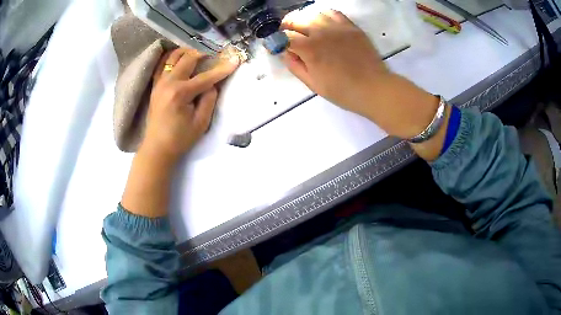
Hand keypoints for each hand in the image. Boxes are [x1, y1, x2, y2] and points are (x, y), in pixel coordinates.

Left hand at [141, 48, 239, 162]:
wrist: (157, 148)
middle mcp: (169, 82)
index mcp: (181, 93)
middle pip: (188, 58)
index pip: (206, 77)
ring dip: (188, 52)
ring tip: (198, 56)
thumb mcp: (201, 123)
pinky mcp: (155, 85)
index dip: (222, 69)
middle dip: (205, 55)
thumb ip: (209, 100)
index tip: (236, 60)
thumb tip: (212, 84)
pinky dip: (173, 58)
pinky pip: (162, 64)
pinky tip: (181, 59)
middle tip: (215, 57)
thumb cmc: (180, 139)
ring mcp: (159, 82)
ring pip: (174, 56)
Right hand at [281, 10, 439, 139]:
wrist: (374, 88)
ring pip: (313, 13)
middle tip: (288, 35)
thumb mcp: (313, 84)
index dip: (277, 41)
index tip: (276, 45)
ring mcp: (337, 27)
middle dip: (287, 26)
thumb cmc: (342, 91)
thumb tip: (284, 52)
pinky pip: (333, 13)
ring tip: (306, 29)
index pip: (284, 37)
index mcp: (309, 49)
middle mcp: (321, 32)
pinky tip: (324, 24)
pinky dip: (323, 15)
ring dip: (305, 20)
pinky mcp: (351, 26)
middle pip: (296, 20)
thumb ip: (295, 66)